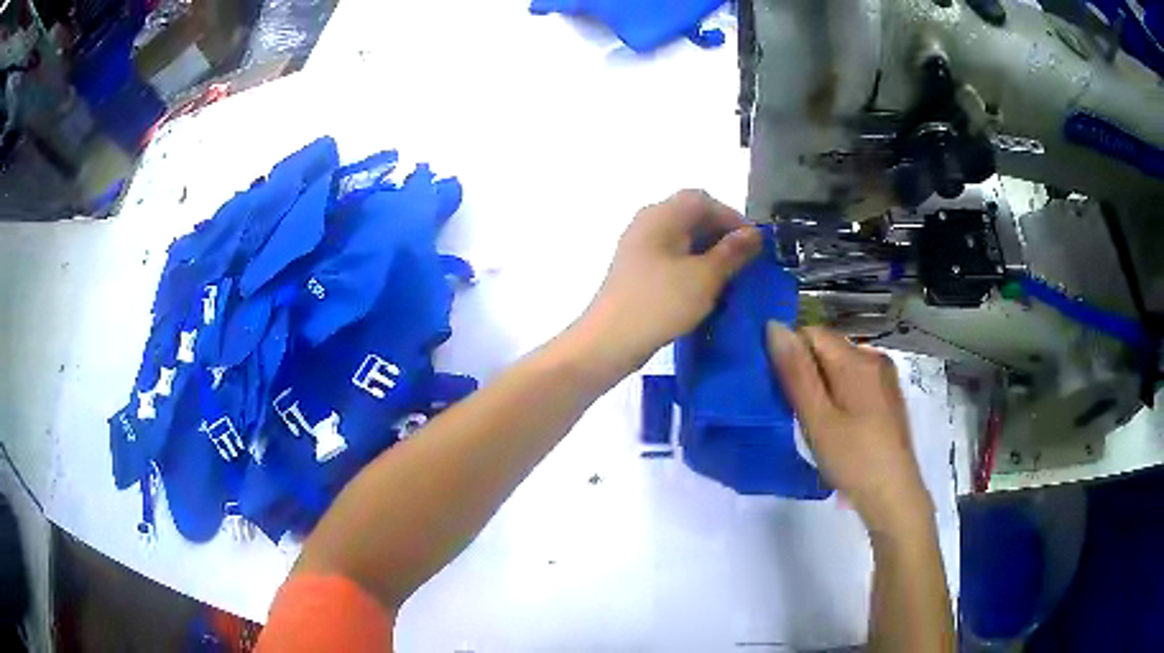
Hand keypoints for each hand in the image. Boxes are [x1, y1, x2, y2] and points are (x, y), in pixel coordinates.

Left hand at [578, 190, 761, 374]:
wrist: (609, 342)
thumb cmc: (660, 303)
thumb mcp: (705, 277)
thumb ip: (732, 252)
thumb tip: (754, 234)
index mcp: (661, 215)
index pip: (703, 200)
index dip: (732, 218)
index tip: (754, 244)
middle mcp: (647, 223)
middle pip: (691, 216)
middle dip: (721, 235)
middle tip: (745, 262)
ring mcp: (639, 247)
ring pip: (681, 239)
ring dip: (708, 253)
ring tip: (731, 277)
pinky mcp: (636, 271)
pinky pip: (670, 258)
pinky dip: (691, 267)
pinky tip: (705, 289)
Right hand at [766, 324, 932, 536]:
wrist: (893, 496)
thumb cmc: (853, 459)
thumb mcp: (817, 419)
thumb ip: (796, 372)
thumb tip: (774, 326)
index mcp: (856, 360)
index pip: (811, 333)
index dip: (790, 356)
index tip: (781, 390)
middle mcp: (873, 358)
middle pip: (827, 348)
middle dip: (806, 372)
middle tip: (797, 413)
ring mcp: (884, 377)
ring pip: (840, 366)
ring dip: (821, 386)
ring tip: (815, 423)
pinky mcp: (888, 396)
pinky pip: (854, 381)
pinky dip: (839, 395)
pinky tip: (837, 427)